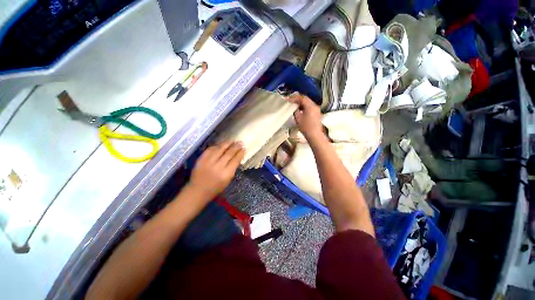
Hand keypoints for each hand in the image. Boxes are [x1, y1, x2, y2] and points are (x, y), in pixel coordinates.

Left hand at [188, 141, 244, 200]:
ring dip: (227, 143)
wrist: (198, 190)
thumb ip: (233, 168)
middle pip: (229, 153)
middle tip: (240, 142)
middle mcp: (218, 166)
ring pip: (220, 149)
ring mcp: (208, 161)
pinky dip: (217, 146)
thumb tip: (237, 157)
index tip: (244, 148)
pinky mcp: (201, 159)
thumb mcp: (228, 180)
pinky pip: (210, 149)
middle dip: (236, 146)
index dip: (240, 153)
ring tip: (232, 140)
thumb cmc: (216, 187)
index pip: (236, 160)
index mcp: (226, 173)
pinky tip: (221, 144)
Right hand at [289, 94, 322, 139]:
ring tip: (295, 106)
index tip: (288, 100)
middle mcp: (315, 106)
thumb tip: (294, 107)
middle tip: (291, 101)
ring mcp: (317, 109)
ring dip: (302, 103)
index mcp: (310, 106)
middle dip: (298, 100)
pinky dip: (305, 107)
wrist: (315, 135)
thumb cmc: (306, 127)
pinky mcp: (317, 113)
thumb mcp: (298, 118)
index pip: (302, 98)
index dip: (294, 98)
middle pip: (306, 99)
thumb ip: (295, 111)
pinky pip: (310, 107)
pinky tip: (300, 110)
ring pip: (308, 103)